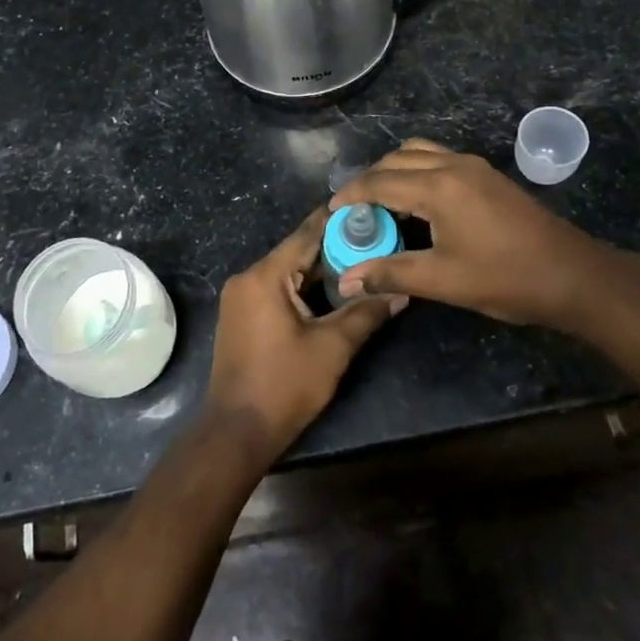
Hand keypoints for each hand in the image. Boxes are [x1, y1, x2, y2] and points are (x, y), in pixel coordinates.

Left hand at [206, 208, 406, 462]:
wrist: (237, 431)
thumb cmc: (285, 385)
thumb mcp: (333, 347)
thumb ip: (367, 312)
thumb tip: (402, 291)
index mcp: (265, 276)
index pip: (307, 233)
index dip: (339, 220)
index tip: (370, 209)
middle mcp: (247, 277)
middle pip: (298, 252)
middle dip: (336, 248)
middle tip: (376, 241)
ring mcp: (241, 297)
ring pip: (288, 271)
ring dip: (321, 270)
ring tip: (363, 264)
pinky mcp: (241, 315)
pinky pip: (277, 288)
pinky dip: (304, 287)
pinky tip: (333, 292)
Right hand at [330, 139, 605, 330]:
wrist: (573, 275)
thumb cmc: (506, 278)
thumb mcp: (443, 280)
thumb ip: (391, 273)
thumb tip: (346, 281)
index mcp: (438, 186)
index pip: (380, 181)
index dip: (351, 194)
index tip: (330, 210)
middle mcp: (453, 165)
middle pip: (397, 159)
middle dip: (370, 179)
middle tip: (353, 209)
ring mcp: (475, 167)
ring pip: (420, 153)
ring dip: (394, 170)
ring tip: (381, 202)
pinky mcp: (488, 176)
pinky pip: (439, 160)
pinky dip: (417, 172)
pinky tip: (417, 203)